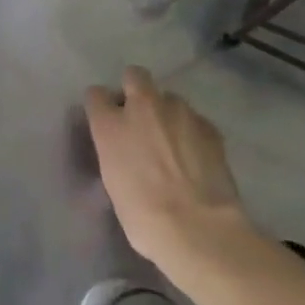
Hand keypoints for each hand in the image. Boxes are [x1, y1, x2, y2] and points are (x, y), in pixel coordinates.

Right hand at [84, 65, 249, 275]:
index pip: (96, 95)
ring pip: (170, 98)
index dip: (101, 106)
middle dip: (135, 89)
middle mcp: (143, 108)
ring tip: (174, 140)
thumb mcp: (113, 183)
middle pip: (134, 75)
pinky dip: (192, 131)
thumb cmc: (144, 217)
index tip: (106, 119)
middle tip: (140, 116)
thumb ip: (116, 153)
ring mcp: (179, 113)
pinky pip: (195, 119)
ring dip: (167, 113)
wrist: (198, 229)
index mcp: (111, 125)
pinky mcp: (209, 126)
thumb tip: (125, 150)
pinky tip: (196, 155)